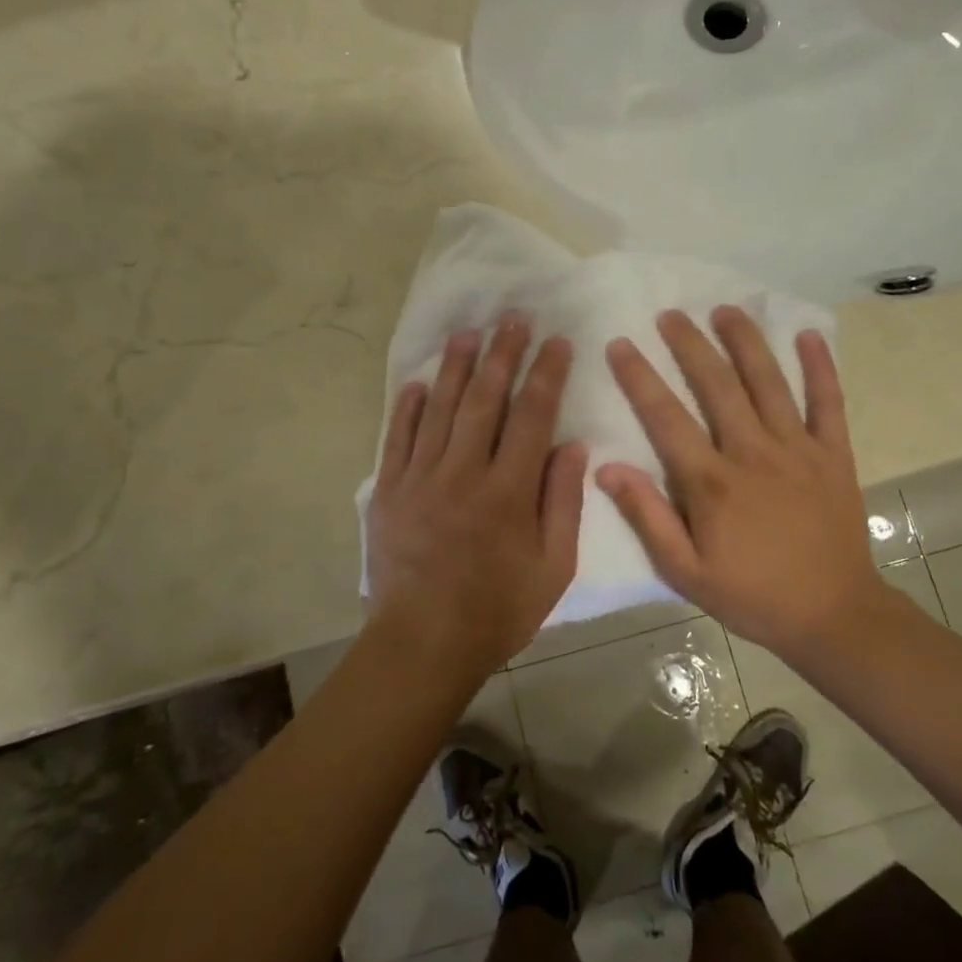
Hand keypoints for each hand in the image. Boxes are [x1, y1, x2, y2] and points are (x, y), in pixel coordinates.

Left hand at [365, 315, 588, 675]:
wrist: (423, 643)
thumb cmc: (498, 610)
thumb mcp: (553, 567)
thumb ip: (563, 503)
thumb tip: (573, 446)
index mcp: (508, 491)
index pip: (531, 416)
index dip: (546, 374)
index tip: (556, 341)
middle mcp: (463, 473)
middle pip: (484, 400)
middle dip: (501, 354)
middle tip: (513, 318)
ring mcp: (420, 478)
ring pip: (439, 409)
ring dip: (454, 367)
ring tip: (468, 332)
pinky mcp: (388, 490)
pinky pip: (397, 438)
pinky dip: (407, 407)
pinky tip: (417, 382)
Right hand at [597, 306, 900, 657]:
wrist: (833, 616)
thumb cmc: (751, 595)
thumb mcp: (685, 571)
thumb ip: (647, 516)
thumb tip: (607, 468)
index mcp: (712, 482)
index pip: (666, 417)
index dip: (640, 377)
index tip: (621, 344)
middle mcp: (753, 452)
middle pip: (717, 385)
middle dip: (690, 344)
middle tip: (670, 314)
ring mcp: (798, 449)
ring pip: (768, 382)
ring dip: (745, 342)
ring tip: (725, 309)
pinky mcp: (835, 454)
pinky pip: (829, 402)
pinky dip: (821, 367)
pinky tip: (809, 335)